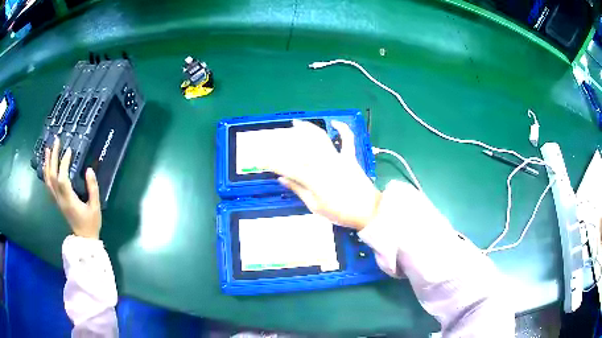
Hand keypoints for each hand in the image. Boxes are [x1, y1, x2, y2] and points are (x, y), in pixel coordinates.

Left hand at [44, 137, 101, 238]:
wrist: (84, 239)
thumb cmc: (91, 223)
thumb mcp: (95, 207)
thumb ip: (93, 188)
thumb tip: (89, 170)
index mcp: (69, 200)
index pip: (62, 178)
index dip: (64, 163)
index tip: (69, 150)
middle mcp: (60, 199)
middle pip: (52, 175)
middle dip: (53, 157)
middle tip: (56, 141)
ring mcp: (57, 200)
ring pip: (48, 180)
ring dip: (47, 163)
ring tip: (47, 148)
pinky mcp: (57, 201)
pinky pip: (48, 185)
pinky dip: (46, 173)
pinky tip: (46, 165)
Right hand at [269, 120, 380, 229]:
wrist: (368, 211)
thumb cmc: (340, 212)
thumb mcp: (315, 206)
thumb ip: (298, 190)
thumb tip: (281, 179)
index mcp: (313, 178)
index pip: (287, 167)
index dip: (272, 163)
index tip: (260, 160)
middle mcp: (323, 163)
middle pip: (302, 147)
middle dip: (286, 142)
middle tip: (275, 140)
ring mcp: (338, 158)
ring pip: (321, 138)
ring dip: (308, 128)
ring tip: (297, 123)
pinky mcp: (350, 157)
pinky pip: (347, 140)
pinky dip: (343, 129)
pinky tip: (336, 122)